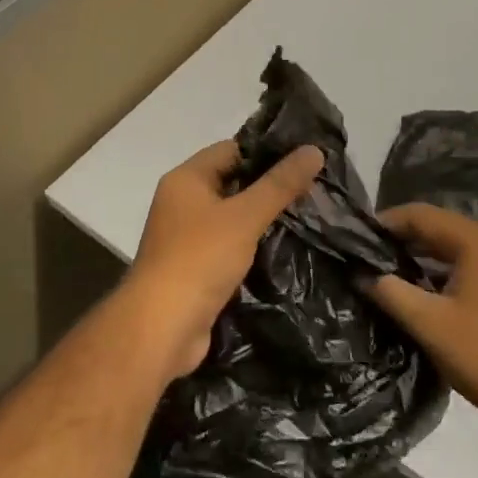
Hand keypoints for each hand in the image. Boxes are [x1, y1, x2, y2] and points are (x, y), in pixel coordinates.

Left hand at [118, 140, 323, 381]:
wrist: (162, 327)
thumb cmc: (200, 259)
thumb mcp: (245, 216)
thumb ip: (279, 184)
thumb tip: (314, 150)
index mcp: (186, 179)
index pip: (231, 150)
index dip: (266, 152)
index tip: (305, 158)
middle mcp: (182, 202)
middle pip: (232, 182)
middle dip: (269, 186)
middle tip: (314, 187)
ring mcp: (187, 236)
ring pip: (232, 216)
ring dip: (262, 218)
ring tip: (307, 215)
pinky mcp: (195, 267)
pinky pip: (229, 245)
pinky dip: (251, 244)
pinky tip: (283, 247)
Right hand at [365, 203, 477, 436]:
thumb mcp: (431, 325)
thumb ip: (391, 293)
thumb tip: (361, 274)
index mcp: (476, 242)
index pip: (421, 215)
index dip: (386, 223)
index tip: (355, 239)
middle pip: (438, 227)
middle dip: (401, 240)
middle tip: (365, 257)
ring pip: (452, 249)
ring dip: (420, 258)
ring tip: (385, 275)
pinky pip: (467, 268)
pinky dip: (440, 273)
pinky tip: (420, 295)